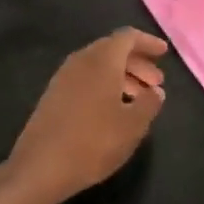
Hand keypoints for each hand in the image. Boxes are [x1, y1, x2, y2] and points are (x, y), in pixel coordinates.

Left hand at [0, 28, 167, 203]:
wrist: (40, 166)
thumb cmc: (93, 142)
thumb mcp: (132, 126)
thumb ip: (149, 103)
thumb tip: (156, 91)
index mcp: (102, 61)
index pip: (127, 37)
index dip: (147, 42)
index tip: (163, 53)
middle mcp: (81, 61)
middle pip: (112, 49)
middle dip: (136, 62)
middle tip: (156, 82)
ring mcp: (63, 77)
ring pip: (98, 66)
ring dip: (121, 76)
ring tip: (139, 98)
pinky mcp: (54, 95)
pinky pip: (85, 79)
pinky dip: (104, 85)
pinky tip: (113, 109)